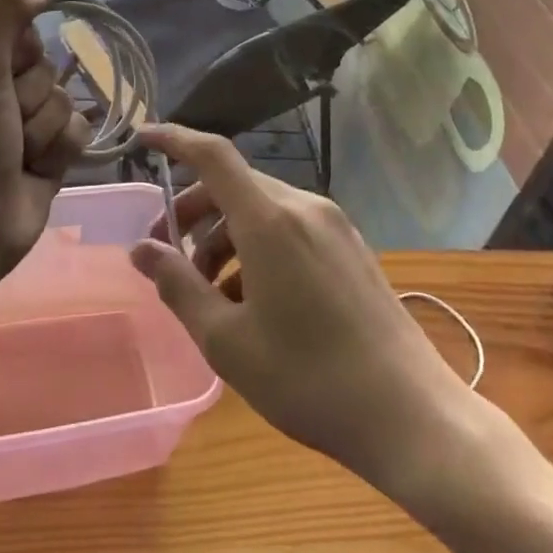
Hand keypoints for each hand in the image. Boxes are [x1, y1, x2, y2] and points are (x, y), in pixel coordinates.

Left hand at [0, 0, 89, 264]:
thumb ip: (6, 16)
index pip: (26, 34)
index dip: (25, 54)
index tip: (6, 75)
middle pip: (50, 69)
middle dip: (33, 99)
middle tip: (6, 124)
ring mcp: (26, 125)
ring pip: (67, 101)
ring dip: (46, 130)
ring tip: (19, 155)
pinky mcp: (50, 154)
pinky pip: (79, 131)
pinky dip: (61, 150)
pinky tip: (38, 170)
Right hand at [129, 124, 469, 487]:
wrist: (410, 414)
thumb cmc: (308, 380)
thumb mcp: (227, 341)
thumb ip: (178, 286)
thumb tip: (142, 249)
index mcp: (270, 220)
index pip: (213, 155)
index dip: (175, 139)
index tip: (143, 138)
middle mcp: (304, 207)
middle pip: (234, 185)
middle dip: (194, 211)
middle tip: (168, 254)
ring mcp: (334, 226)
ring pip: (262, 208)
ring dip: (225, 235)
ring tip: (210, 291)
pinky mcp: (351, 247)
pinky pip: (290, 228)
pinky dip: (258, 246)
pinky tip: (253, 300)